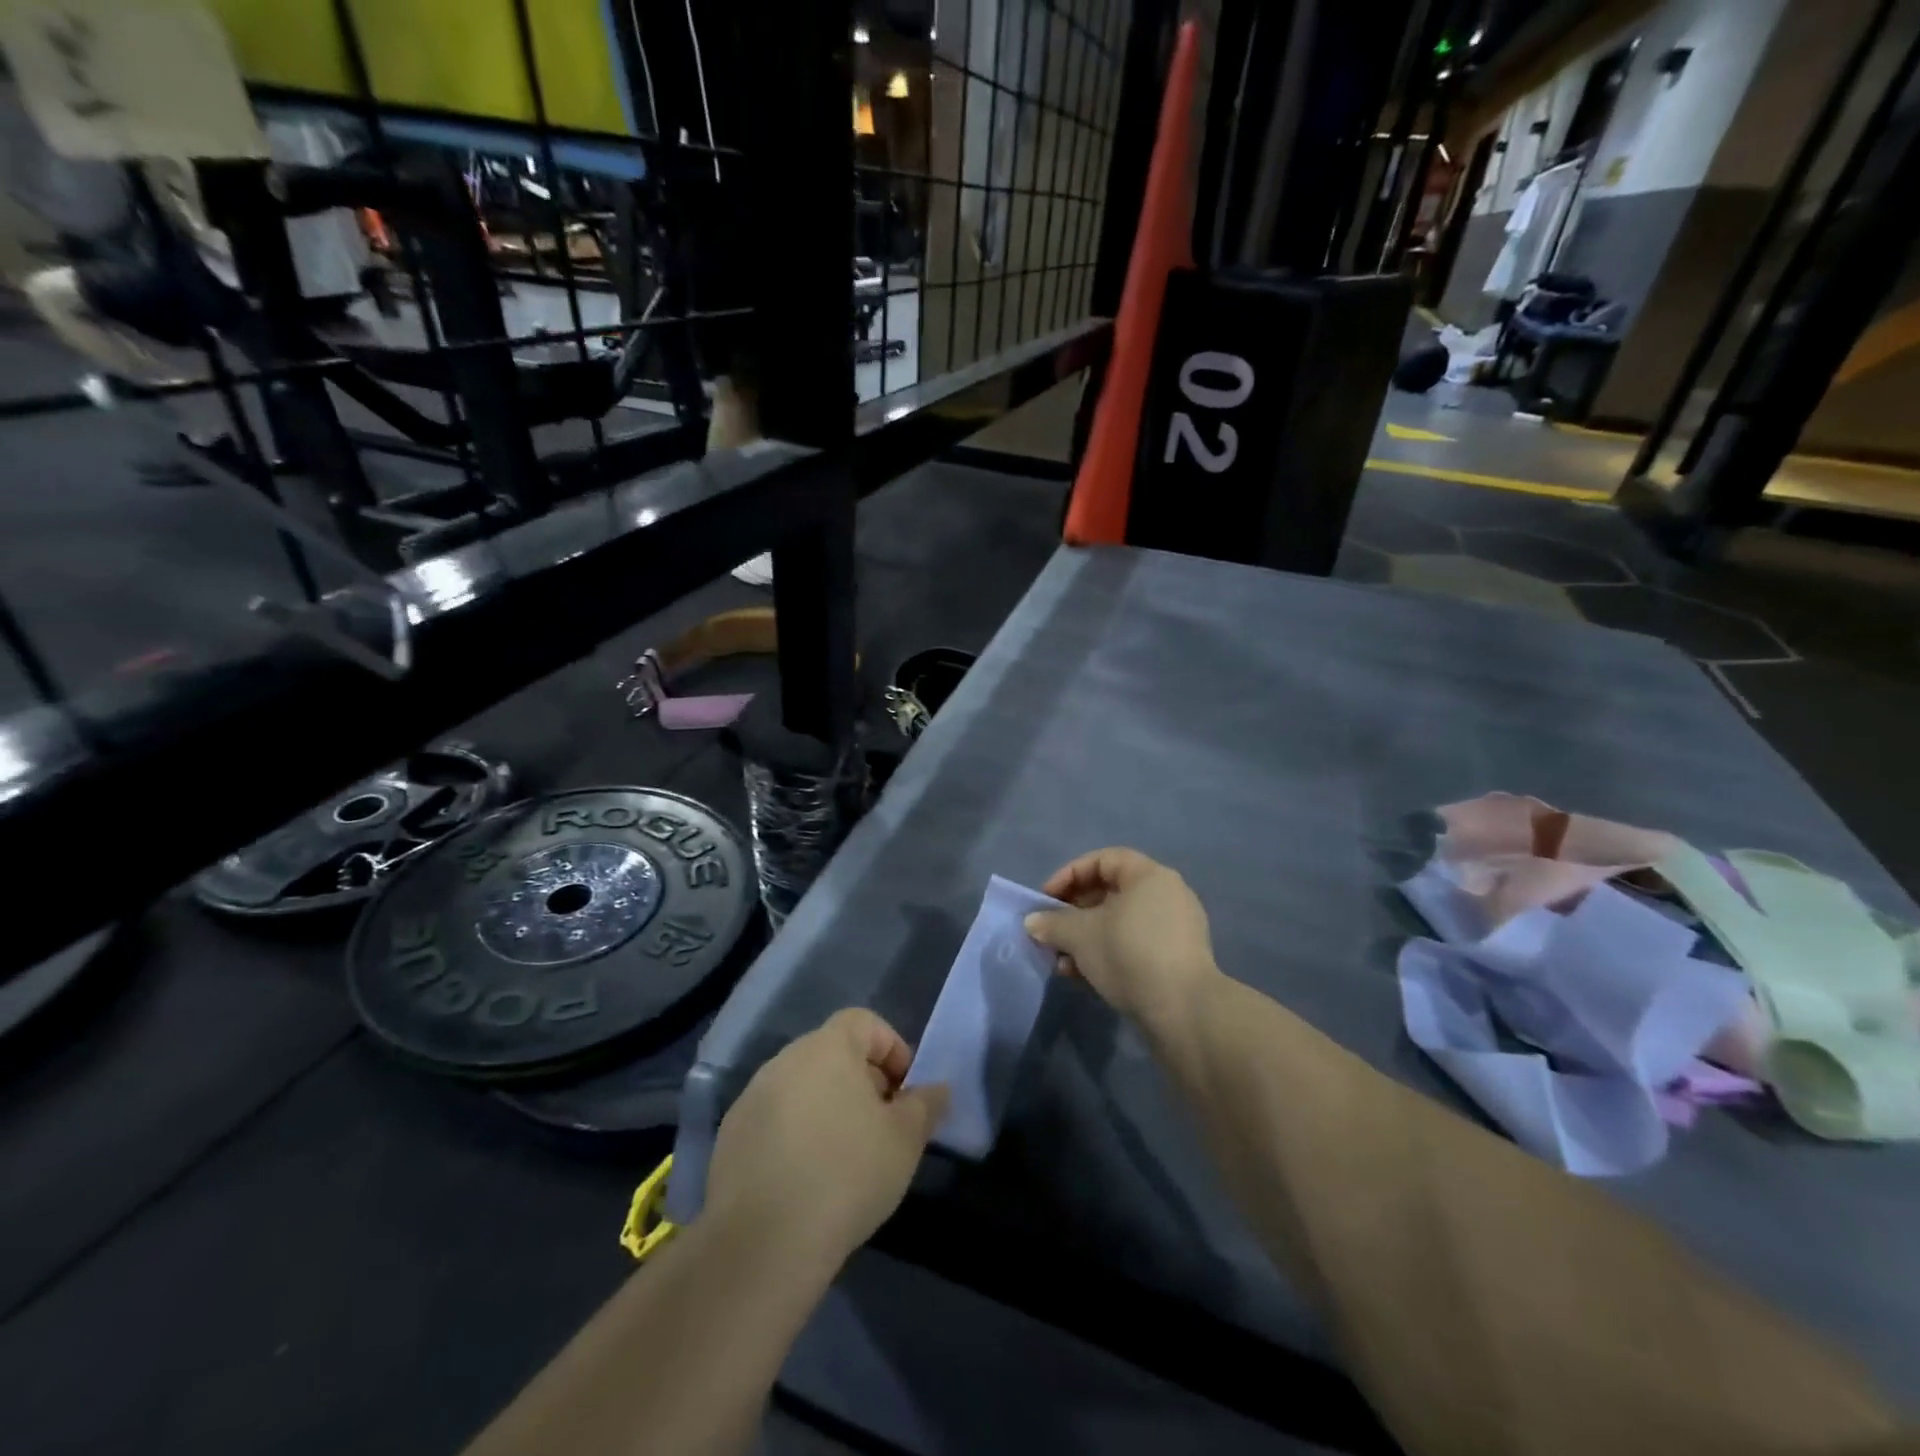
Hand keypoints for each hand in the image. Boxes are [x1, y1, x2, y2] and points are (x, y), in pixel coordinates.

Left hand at [705, 1009, 947, 1274]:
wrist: (763, 1244)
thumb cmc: (847, 1175)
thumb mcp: (905, 1140)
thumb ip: (925, 1105)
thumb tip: (937, 1089)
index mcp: (827, 1047)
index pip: (864, 1022)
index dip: (891, 1049)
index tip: (904, 1092)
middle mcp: (785, 1059)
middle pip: (833, 1053)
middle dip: (862, 1081)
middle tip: (881, 1126)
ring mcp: (752, 1097)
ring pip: (802, 1087)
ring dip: (827, 1108)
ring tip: (844, 1158)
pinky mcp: (730, 1136)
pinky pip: (775, 1120)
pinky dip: (795, 1135)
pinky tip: (807, 1180)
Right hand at [1026, 848, 1218, 1027]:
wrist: (1183, 1011)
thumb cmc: (1129, 954)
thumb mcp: (1080, 935)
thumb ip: (1052, 923)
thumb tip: (1033, 922)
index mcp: (1149, 876)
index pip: (1102, 860)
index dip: (1069, 875)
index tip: (1046, 900)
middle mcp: (1167, 894)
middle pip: (1110, 892)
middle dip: (1074, 912)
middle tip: (1052, 933)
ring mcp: (1176, 927)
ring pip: (1120, 922)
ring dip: (1087, 938)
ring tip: (1063, 963)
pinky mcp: (1177, 958)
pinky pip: (1135, 944)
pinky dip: (1108, 952)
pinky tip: (1085, 977)